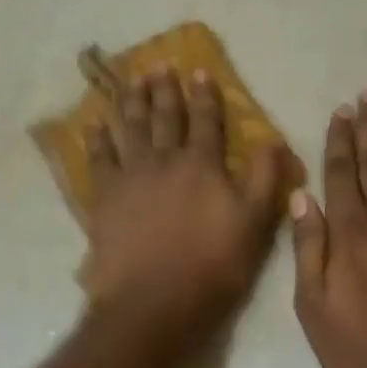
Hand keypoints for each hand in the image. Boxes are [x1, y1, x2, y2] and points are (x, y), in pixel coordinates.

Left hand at [83, 66, 286, 338]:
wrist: (153, 302)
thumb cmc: (212, 267)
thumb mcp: (255, 225)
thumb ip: (265, 179)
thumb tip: (273, 138)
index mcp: (202, 165)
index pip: (206, 121)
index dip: (205, 96)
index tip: (200, 72)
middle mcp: (164, 161)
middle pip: (164, 117)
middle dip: (164, 90)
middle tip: (158, 65)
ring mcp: (131, 176)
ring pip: (131, 129)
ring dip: (131, 102)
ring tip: (131, 81)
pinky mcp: (104, 197)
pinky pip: (99, 159)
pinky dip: (96, 139)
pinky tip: (93, 124)